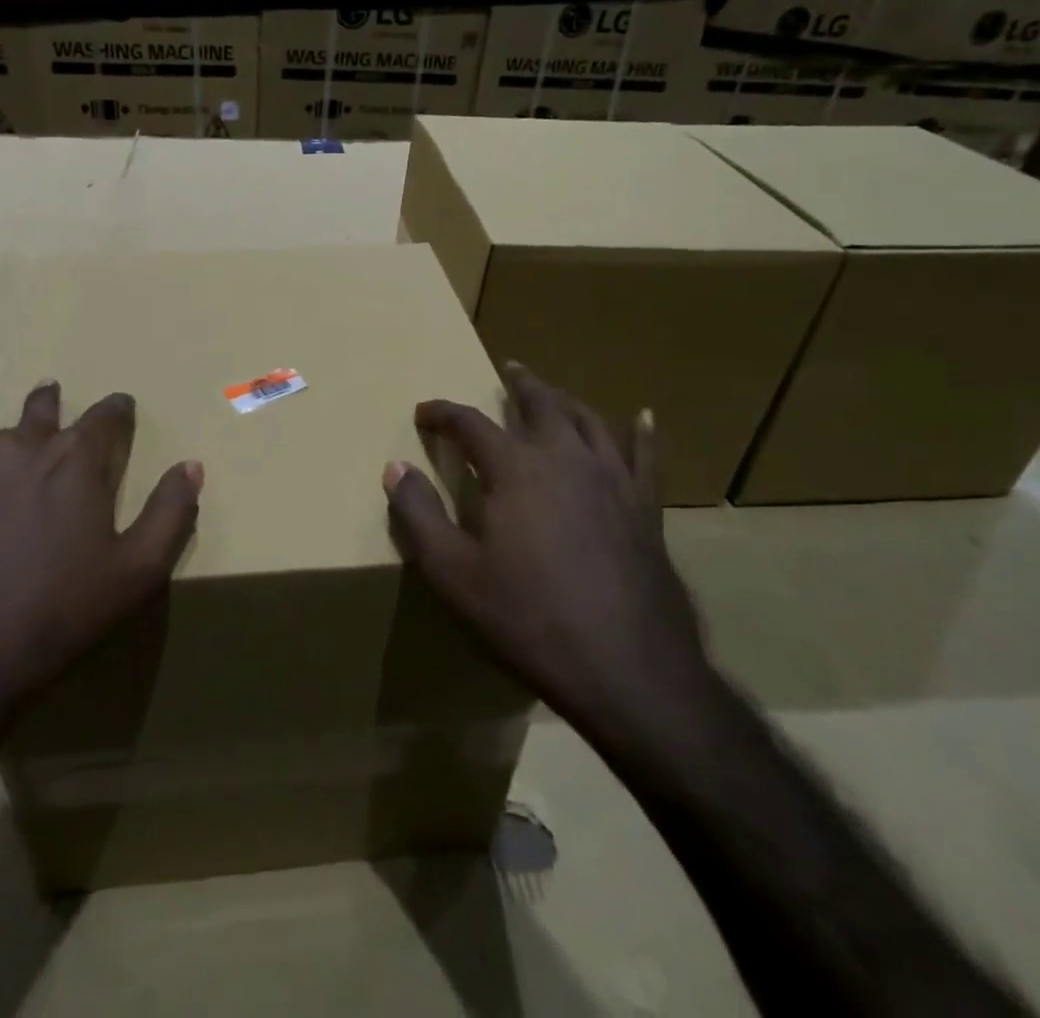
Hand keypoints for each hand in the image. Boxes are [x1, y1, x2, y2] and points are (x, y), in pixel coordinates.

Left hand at [0, 382, 201, 733]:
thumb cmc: (58, 615)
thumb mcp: (137, 572)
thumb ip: (171, 512)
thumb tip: (192, 465)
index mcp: (70, 459)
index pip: (105, 414)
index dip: (117, 410)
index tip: (120, 407)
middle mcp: (10, 447)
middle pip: (36, 409)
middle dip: (47, 404)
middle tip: (49, 398)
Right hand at [383, 363, 713, 751]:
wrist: (628, 670)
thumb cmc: (528, 620)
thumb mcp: (453, 574)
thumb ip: (418, 516)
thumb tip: (394, 468)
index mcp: (515, 470)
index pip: (471, 424)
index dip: (443, 414)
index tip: (424, 412)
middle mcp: (566, 459)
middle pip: (541, 404)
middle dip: (519, 385)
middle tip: (507, 369)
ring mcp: (613, 481)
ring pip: (589, 421)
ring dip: (567, 400)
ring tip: (554, 392)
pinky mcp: (645, 509)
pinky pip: (645, 457)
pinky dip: (642, 433)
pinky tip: (643, 417)